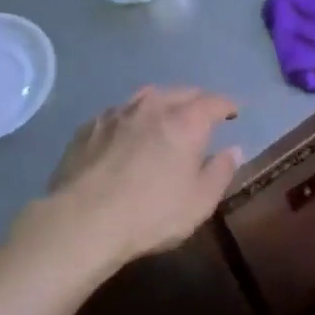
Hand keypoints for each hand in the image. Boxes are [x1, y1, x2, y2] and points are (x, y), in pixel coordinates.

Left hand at [37, 86, 242, 266]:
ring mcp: (116, 114)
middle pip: (180, 92)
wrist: (82, 221)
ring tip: (165, 117)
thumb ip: (220, 172)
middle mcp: (152, 108)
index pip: (214, 102)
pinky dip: (131, 118)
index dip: (227, 106)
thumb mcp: (199, 202)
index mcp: (185, 122)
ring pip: (146, 96)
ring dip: (162, 103)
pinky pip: (118, 113)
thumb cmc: (150, 214)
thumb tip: (233, 150)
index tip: (233, 113)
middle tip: (202, 115)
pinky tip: (127, 133)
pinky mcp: (88, 127)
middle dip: (196, 100)